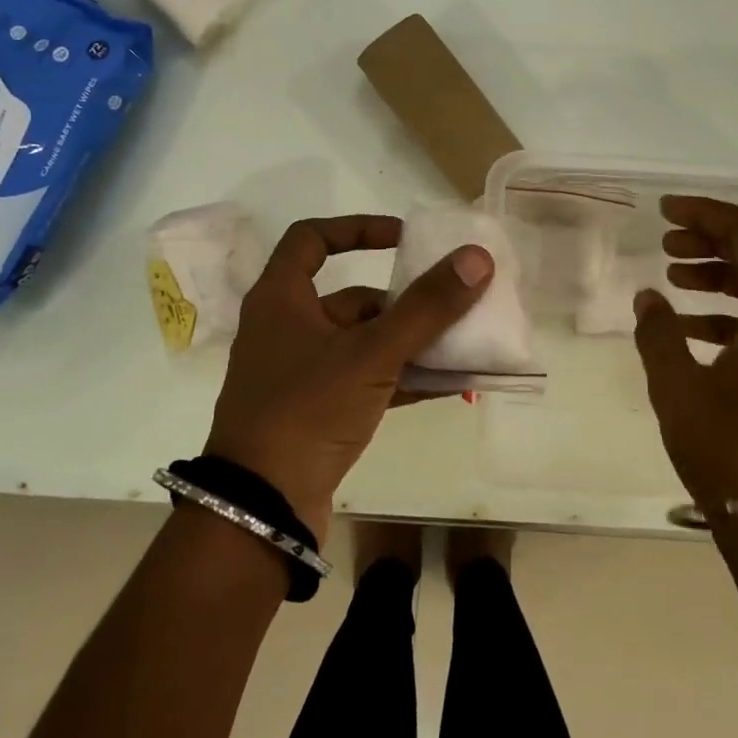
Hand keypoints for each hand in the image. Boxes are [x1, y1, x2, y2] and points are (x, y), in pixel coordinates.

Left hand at [204, 215, 492, 543]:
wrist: (261, 509)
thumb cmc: (307, 411)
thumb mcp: (372, 353)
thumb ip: (427, 307)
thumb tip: (476, 257)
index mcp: (280, 299)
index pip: (312, 238)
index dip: (358, 228)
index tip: (404, 239)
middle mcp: (286, 329)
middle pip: (351, 299)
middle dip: (404, 302)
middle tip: (450, 304)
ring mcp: (299, 375)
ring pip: (364, 344)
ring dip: (411, 344)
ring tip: (463, 346)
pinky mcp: (314, 413)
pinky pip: (366, 382)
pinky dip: (402, 379)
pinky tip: (448, 386)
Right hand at [632, 195, 737, 515]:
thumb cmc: (727, 451)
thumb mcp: (677, 387)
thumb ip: (658, 332)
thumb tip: (649, 298)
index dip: (709, 214)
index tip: (665, 212)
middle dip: (717, 240)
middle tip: (667, 242)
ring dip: (725, 272)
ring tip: (674, 275)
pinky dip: (737, 309)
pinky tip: (691, 323)